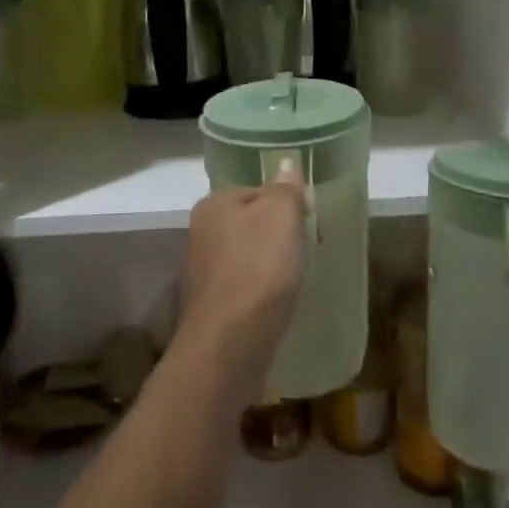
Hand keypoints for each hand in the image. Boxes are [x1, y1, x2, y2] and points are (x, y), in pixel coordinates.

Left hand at [179, 163, 307, 386]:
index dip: (285, 202)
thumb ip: (285, 188)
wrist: (231, 342)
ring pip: (245, 256)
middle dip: (276, 235)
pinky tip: (276, 303)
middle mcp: (201, 233)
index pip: (255, 190)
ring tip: (294, 278)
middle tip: (305, 250)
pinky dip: (260, 291)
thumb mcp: (281, 215)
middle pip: (249, 224)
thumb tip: (286, 165)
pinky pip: (243, 287)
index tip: (307, 221)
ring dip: (268, 264)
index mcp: (213, 204)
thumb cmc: (258, 268)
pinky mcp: (212, 307)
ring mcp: (203, 272)